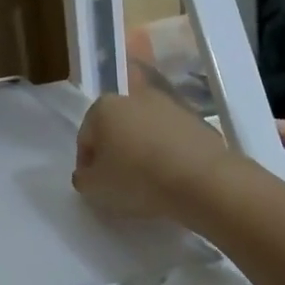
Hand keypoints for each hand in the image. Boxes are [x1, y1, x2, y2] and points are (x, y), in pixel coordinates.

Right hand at [72, 91, 227, 220]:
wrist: (202, 180)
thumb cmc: (136, 178)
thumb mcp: (94, 187)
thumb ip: (83, 178)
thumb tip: (87, 174)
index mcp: (104, 107)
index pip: (86, 138)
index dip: (87, 164)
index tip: (94, 185)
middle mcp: (134, 97)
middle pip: (116, 129)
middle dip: (115, 153)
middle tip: (118, 183)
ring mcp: (169, 105)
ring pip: (145, 132)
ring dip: (142, 152)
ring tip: (148, 183)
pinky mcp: (197, 120)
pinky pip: (172, 140)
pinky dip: (168, 154)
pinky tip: (171, 178)